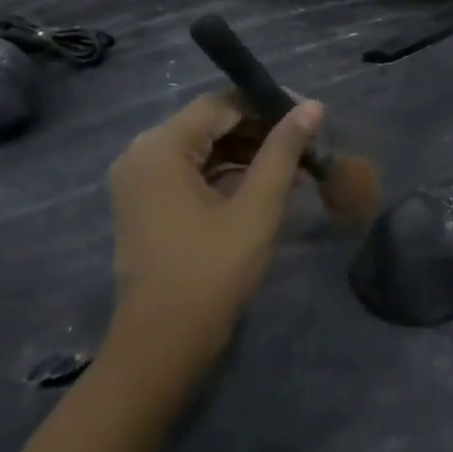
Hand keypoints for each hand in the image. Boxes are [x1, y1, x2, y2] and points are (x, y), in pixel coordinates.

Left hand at [102, 92, 322, 370]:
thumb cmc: (210, 273)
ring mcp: (140, 180)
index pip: (221, 103)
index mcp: (160, 147)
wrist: (161, 348)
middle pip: (211, 122)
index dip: (268, 103)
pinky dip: (228, 172)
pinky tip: (266, 183)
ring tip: (296, 164)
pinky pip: (192, 171)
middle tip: (308, 143)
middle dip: (261, 129)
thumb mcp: (256, 207)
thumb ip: (283, 150)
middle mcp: (142, 153)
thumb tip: (312, 106)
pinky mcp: (147, 204)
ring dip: (248, 151)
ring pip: (204, 147)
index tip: (310, 116)